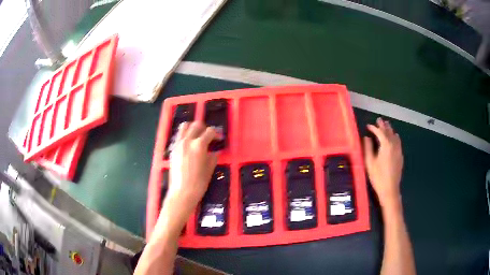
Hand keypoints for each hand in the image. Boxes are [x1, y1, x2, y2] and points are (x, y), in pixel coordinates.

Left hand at [167, 121, 218, 210]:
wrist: (181, 193)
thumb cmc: (198, 183)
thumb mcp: (209, 169)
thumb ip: (213, 157)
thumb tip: (215, 151)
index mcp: (199, 145)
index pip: (210, 131)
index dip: (216, 134)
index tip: (219, 139)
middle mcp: (187, 141)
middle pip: (196, 125)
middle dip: (204, 128)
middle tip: (208, 136)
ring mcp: (178, 144)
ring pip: (184, 126)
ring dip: (192, 128)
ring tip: (196, 137)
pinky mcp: (173, 150)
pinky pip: (179, 136)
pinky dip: (184, 136)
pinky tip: (188, 145)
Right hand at [364, 118, 403, 206]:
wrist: (390, 189)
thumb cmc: (378, 176)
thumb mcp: (369, 162)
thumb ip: (368, 148)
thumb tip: (367, 137)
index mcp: (386, 145)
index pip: (379, 132)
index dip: (373, 128)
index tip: (368, 126)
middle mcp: (394, 145)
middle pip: (389, 131)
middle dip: (383, 125)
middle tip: (379, 120)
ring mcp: (398, 150)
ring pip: (395, 136)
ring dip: (390, 130)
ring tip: (386, 126)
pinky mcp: (400, 156)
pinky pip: (398, 142)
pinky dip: (394, 137)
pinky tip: (394, 138)